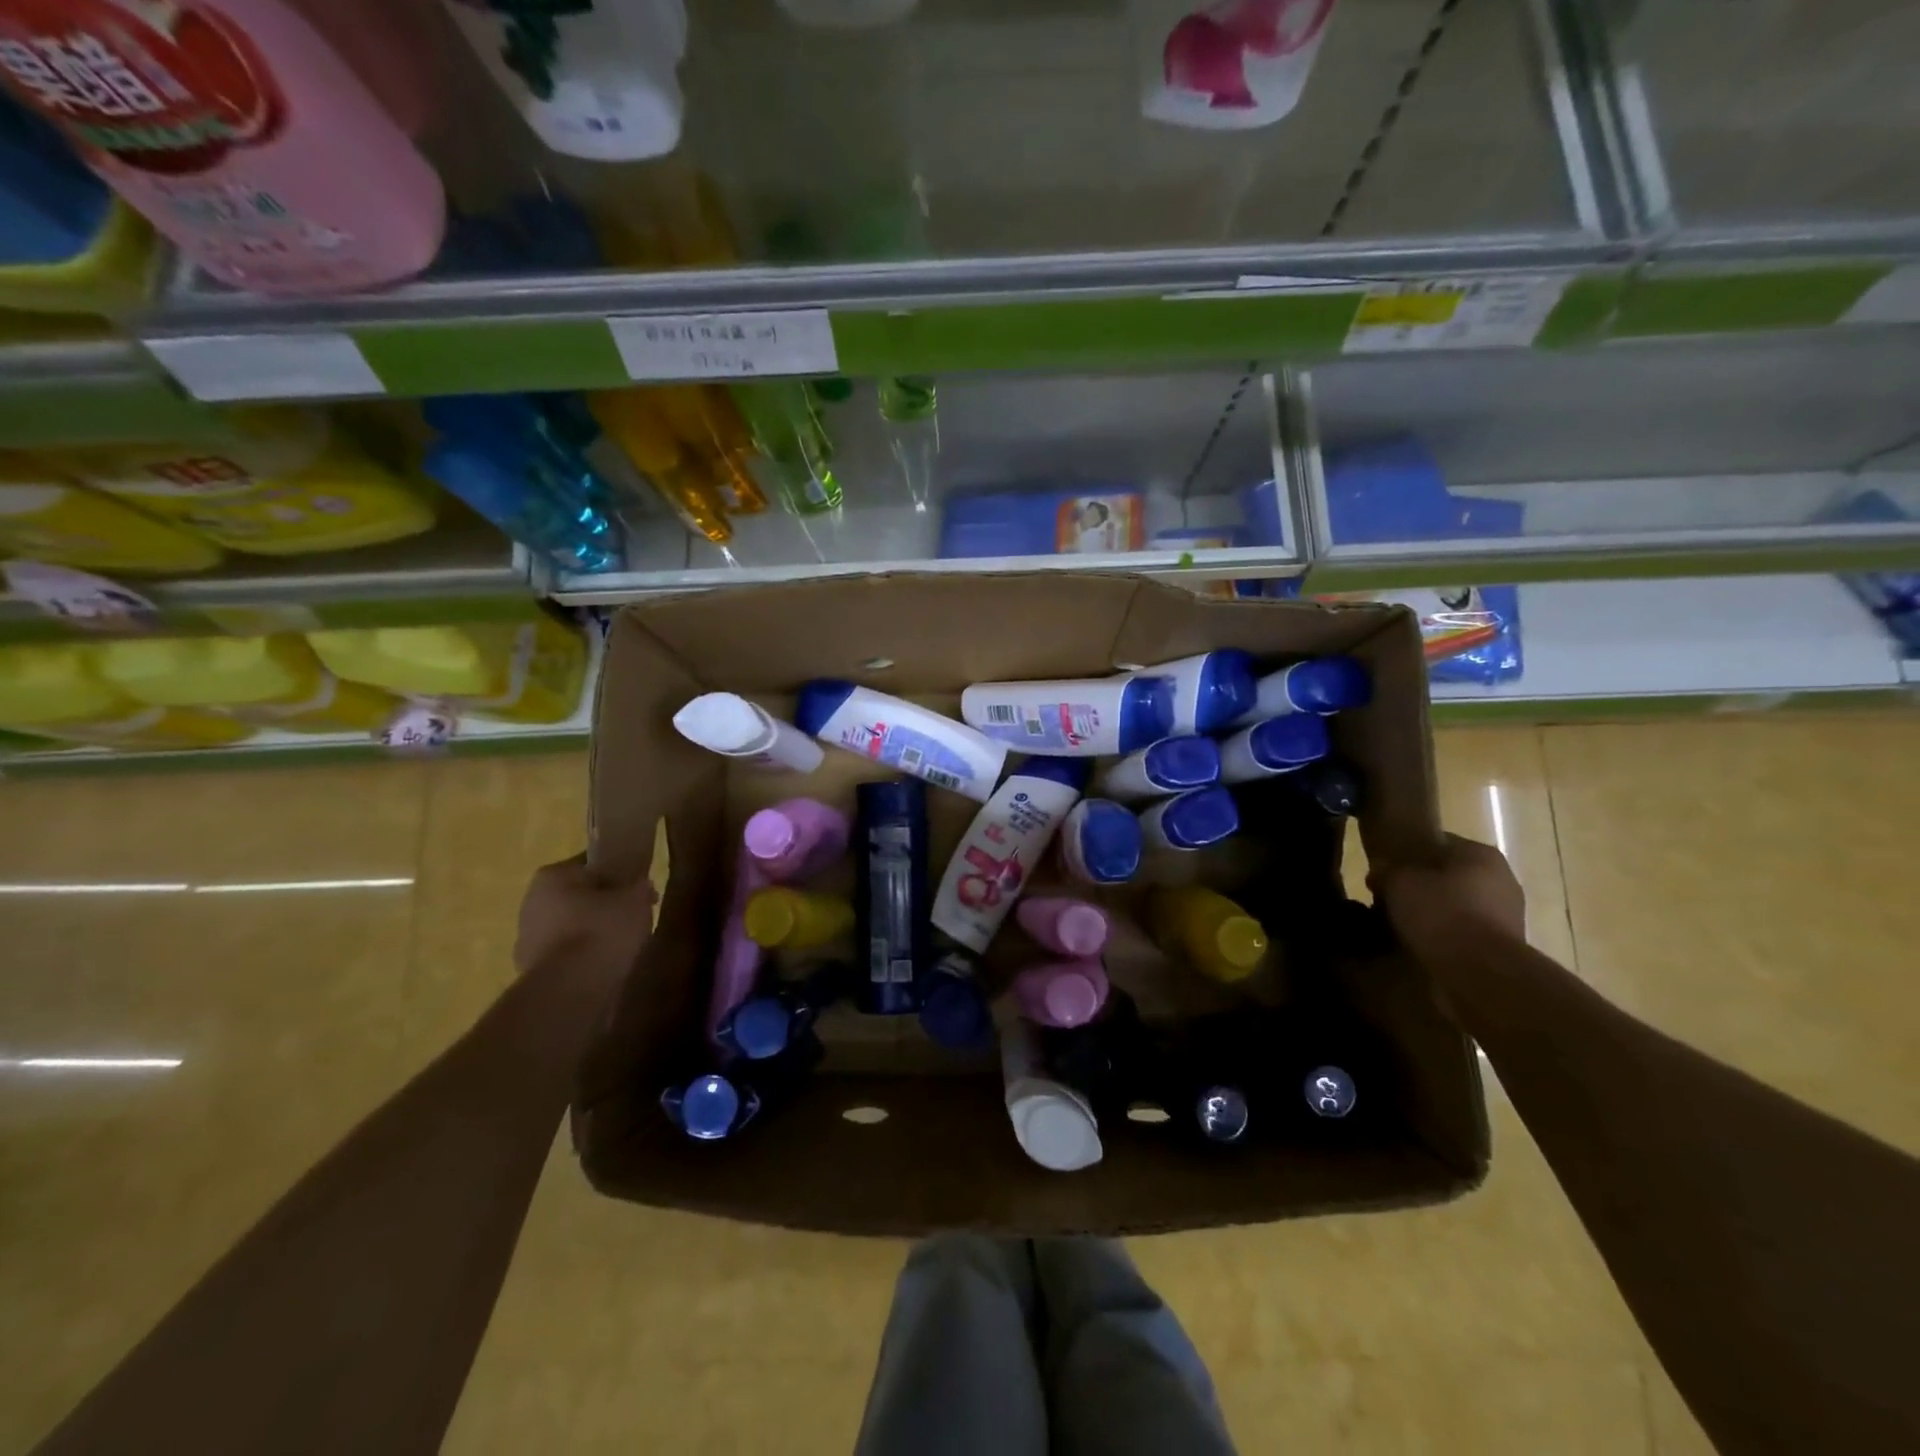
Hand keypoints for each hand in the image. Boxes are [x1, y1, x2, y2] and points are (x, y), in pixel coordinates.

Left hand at [514, 854, 653, 982]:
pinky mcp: (531, 972)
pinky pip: (566, 957)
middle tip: (633, 917)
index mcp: (552, 876)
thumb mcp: (636, 900)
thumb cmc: (602, 931)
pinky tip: (606, 968)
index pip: (590, 865)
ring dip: (592, 935)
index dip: (618, 874)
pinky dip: (584, 960)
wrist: (571, 991)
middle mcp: (531, 903)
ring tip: (624, 946)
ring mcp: (526, 940)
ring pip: (570, 929)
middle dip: (603, 906)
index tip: (637, 887)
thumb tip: (640, 886)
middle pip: (577, 898)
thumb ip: (640, 887)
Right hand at [1369, 833, 1525, 953]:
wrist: (1481, 971)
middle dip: (1423, 886)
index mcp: (1480, 853)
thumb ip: (1387, 871)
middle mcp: (1501, 878)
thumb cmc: (1440, 913)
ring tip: (1404, 924)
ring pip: (1459, 904)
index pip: (1438, 843)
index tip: (1387, 870)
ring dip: (1435, 912)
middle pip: (1450, 875)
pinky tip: (1424, 944)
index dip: (1408, 855)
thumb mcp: (1398, 882)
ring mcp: (1509, 914)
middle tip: (1391, 897)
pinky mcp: (1506, 945)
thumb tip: (1380, 871)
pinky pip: (1466, 931)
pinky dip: (1447, 935)